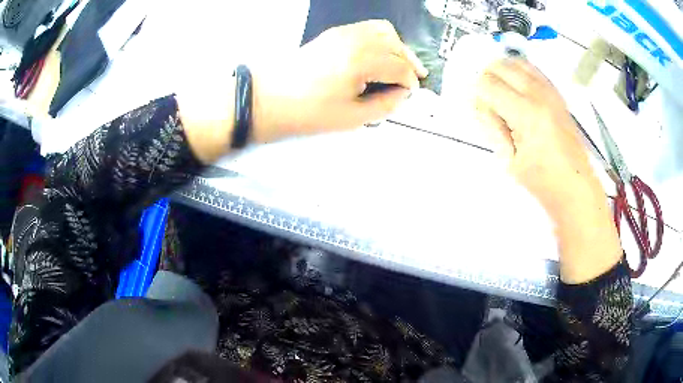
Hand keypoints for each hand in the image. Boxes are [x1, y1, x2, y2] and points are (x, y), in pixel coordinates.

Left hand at [252, 20, 427, 142]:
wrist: (269, 98)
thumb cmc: (308, 112)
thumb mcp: (352, 118)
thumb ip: (385, 105)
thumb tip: (402, 94)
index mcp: (361, 61)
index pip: (399, 66)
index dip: (410, 80)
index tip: (411, 92)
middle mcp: (355, 39)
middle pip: (395, 44)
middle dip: (409, 62)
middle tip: (413, 78)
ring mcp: (343, 32)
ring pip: (383, 30)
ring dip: (397, 46)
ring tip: (399, 64)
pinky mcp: (334, 33)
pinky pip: (366, 27)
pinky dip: (380, 38)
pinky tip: (379, 53)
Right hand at [475, 58, 621, 282]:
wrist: (577, 187)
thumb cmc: (544, 183)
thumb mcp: (510, 161)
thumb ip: (493, 128)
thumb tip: (481, 106)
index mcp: (526, 114)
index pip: (487, 83)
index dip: (477, 96)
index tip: (481, 113)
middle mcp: (539, 95)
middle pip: (500, 65)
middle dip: (487, 80)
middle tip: (489, 103)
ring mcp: (551, 92)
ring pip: (516, 62)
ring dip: (503, 74)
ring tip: (503, 97)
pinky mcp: (557, 95)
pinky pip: (532, 69)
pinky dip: (519, 74)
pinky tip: (519, 94)